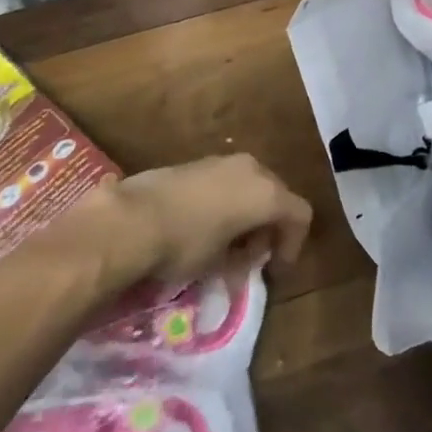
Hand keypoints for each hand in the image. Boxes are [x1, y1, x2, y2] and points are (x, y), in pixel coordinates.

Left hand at [69, 155, 312, 288]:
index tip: (275, 271)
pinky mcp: (198, 162)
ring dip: (247, 216)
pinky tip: (204, 228)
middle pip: (276, 197)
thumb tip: (239, 264)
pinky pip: (226, 182)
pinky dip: (227, 204)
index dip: (293, 245)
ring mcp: (223, 161)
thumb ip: (241, 258)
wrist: (132, 217)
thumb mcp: (220, 262)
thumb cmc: (186, 243)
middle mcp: (251, 168)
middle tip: (251, 260)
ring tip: (225, 248)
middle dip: (269, 229)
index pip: (299, 215)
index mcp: (266, 192)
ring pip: (250, 187)